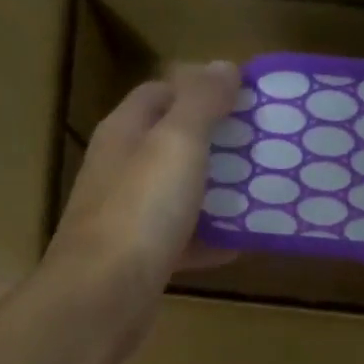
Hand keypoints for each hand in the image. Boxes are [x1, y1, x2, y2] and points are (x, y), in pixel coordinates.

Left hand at [43, 62, 239, 310]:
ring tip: (258, 192)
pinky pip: (180, 241)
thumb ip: (201, 103)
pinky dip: (208, 241)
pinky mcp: (138, 260)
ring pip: (176, 195)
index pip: (159, 93)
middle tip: (260, 147)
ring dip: (214, 193)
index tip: (244, 100)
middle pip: (170, 145)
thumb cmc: (141, 212)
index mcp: (123, 133)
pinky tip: (239, 245)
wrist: (102, 298)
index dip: (199, 89)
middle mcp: (120, 170)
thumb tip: (225, 65)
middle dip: (214, 144)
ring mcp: (126, 218)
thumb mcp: (177, 144)